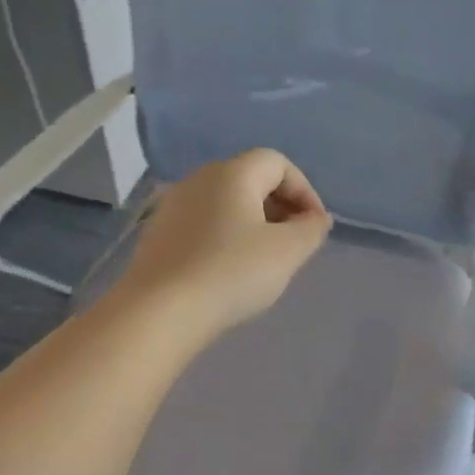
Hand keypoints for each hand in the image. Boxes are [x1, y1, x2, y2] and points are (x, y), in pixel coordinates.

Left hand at [115, 149, 331, 340]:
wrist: (160, 311)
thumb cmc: (231, 273)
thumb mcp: (287, 252)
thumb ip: (311, 229)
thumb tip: (316, 218)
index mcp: (232, 173)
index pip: (277, 163)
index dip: (304, 190)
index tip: (314, 227)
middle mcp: (199, 179)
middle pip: (250, 179)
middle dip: (280, 206)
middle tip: (294, 244)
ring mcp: (173, 206)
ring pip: (225, 203)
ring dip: (253, 223)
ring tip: (264, 261)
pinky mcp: (158, 234)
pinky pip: (203, 224)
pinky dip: (225, 237)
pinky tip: (229, 271)